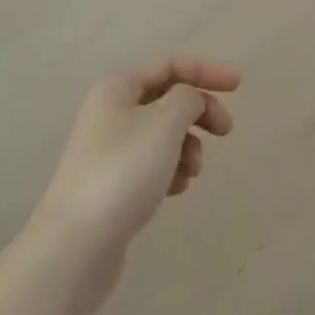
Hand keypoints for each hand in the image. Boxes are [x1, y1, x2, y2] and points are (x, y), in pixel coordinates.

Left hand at [34, 55, 240, 266]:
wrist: (74, 248)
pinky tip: (176, 189)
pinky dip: (171, 170)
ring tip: (193, 171)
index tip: (239, 86)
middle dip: (200, 112)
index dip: (207, 70)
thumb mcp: (165, 122)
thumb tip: (191, 100)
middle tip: (225, 132)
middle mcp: (110, 113)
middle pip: (168, 99)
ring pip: (163, 134)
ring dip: (187, 145)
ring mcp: (109, 151)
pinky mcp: (112, 186)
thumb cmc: (123, 172)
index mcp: (118, 89)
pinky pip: (152, 164)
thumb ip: (188, 98)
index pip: (171, 65)